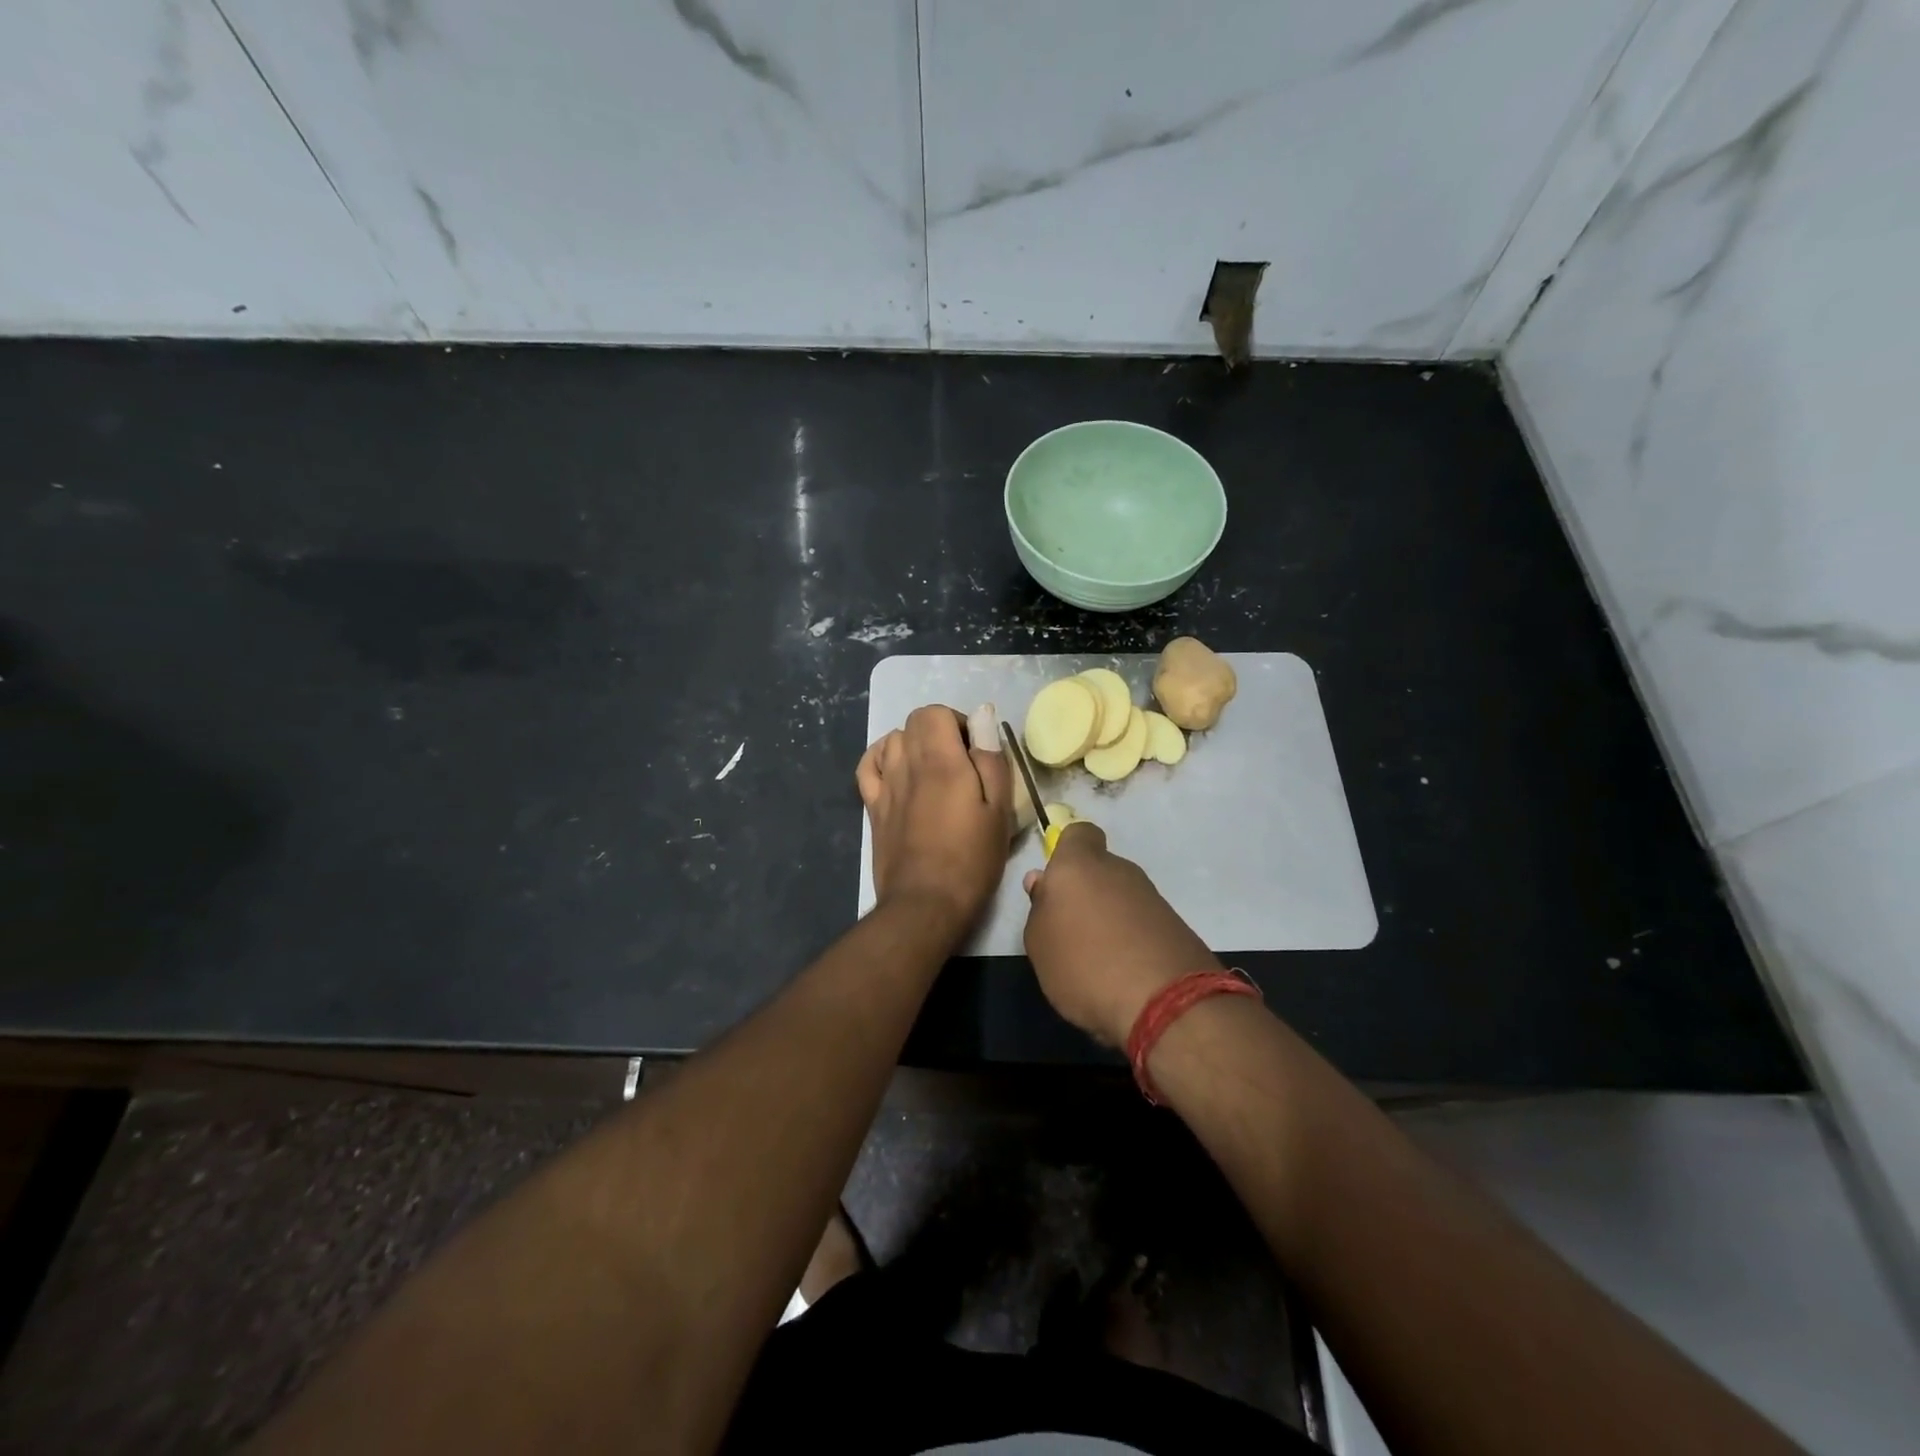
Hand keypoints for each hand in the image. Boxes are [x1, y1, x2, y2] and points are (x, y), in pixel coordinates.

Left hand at [858, 705, 1012, 932]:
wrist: (925, 902)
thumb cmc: (971, 858)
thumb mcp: (999, 809)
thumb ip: (991, 759)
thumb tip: (983, 718)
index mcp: (941, 761)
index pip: (935, 712)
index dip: (957, 723)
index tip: (974, 750)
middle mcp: (907, 764)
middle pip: (913, 722)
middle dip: (938, 731)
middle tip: (959, 762)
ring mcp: (884, 785)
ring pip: (892, 740)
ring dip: (914, 744)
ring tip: (932, 770)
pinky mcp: (872, 807)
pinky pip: (869, 766)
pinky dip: (882, 758)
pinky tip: (898, 772)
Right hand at [1022, 823, 1219, 1045]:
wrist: (1166, 1004)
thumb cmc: (1084, 964)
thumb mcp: (1039, 942)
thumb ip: (1039, 907)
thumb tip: (1043, 883)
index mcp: (1080, 864)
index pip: (1078, 834)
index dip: (1067, 853)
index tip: (1056, 883)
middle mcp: (1120, 870)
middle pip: (1100, 870)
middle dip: (1087, 894)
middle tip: (1070, 932)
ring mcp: (1153, 897)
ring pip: (1122, 898)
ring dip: (1111, 920)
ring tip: (1097, 961)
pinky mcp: (1176, 926)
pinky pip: (1143, 924)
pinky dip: (1133, 941)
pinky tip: (1124, 974)